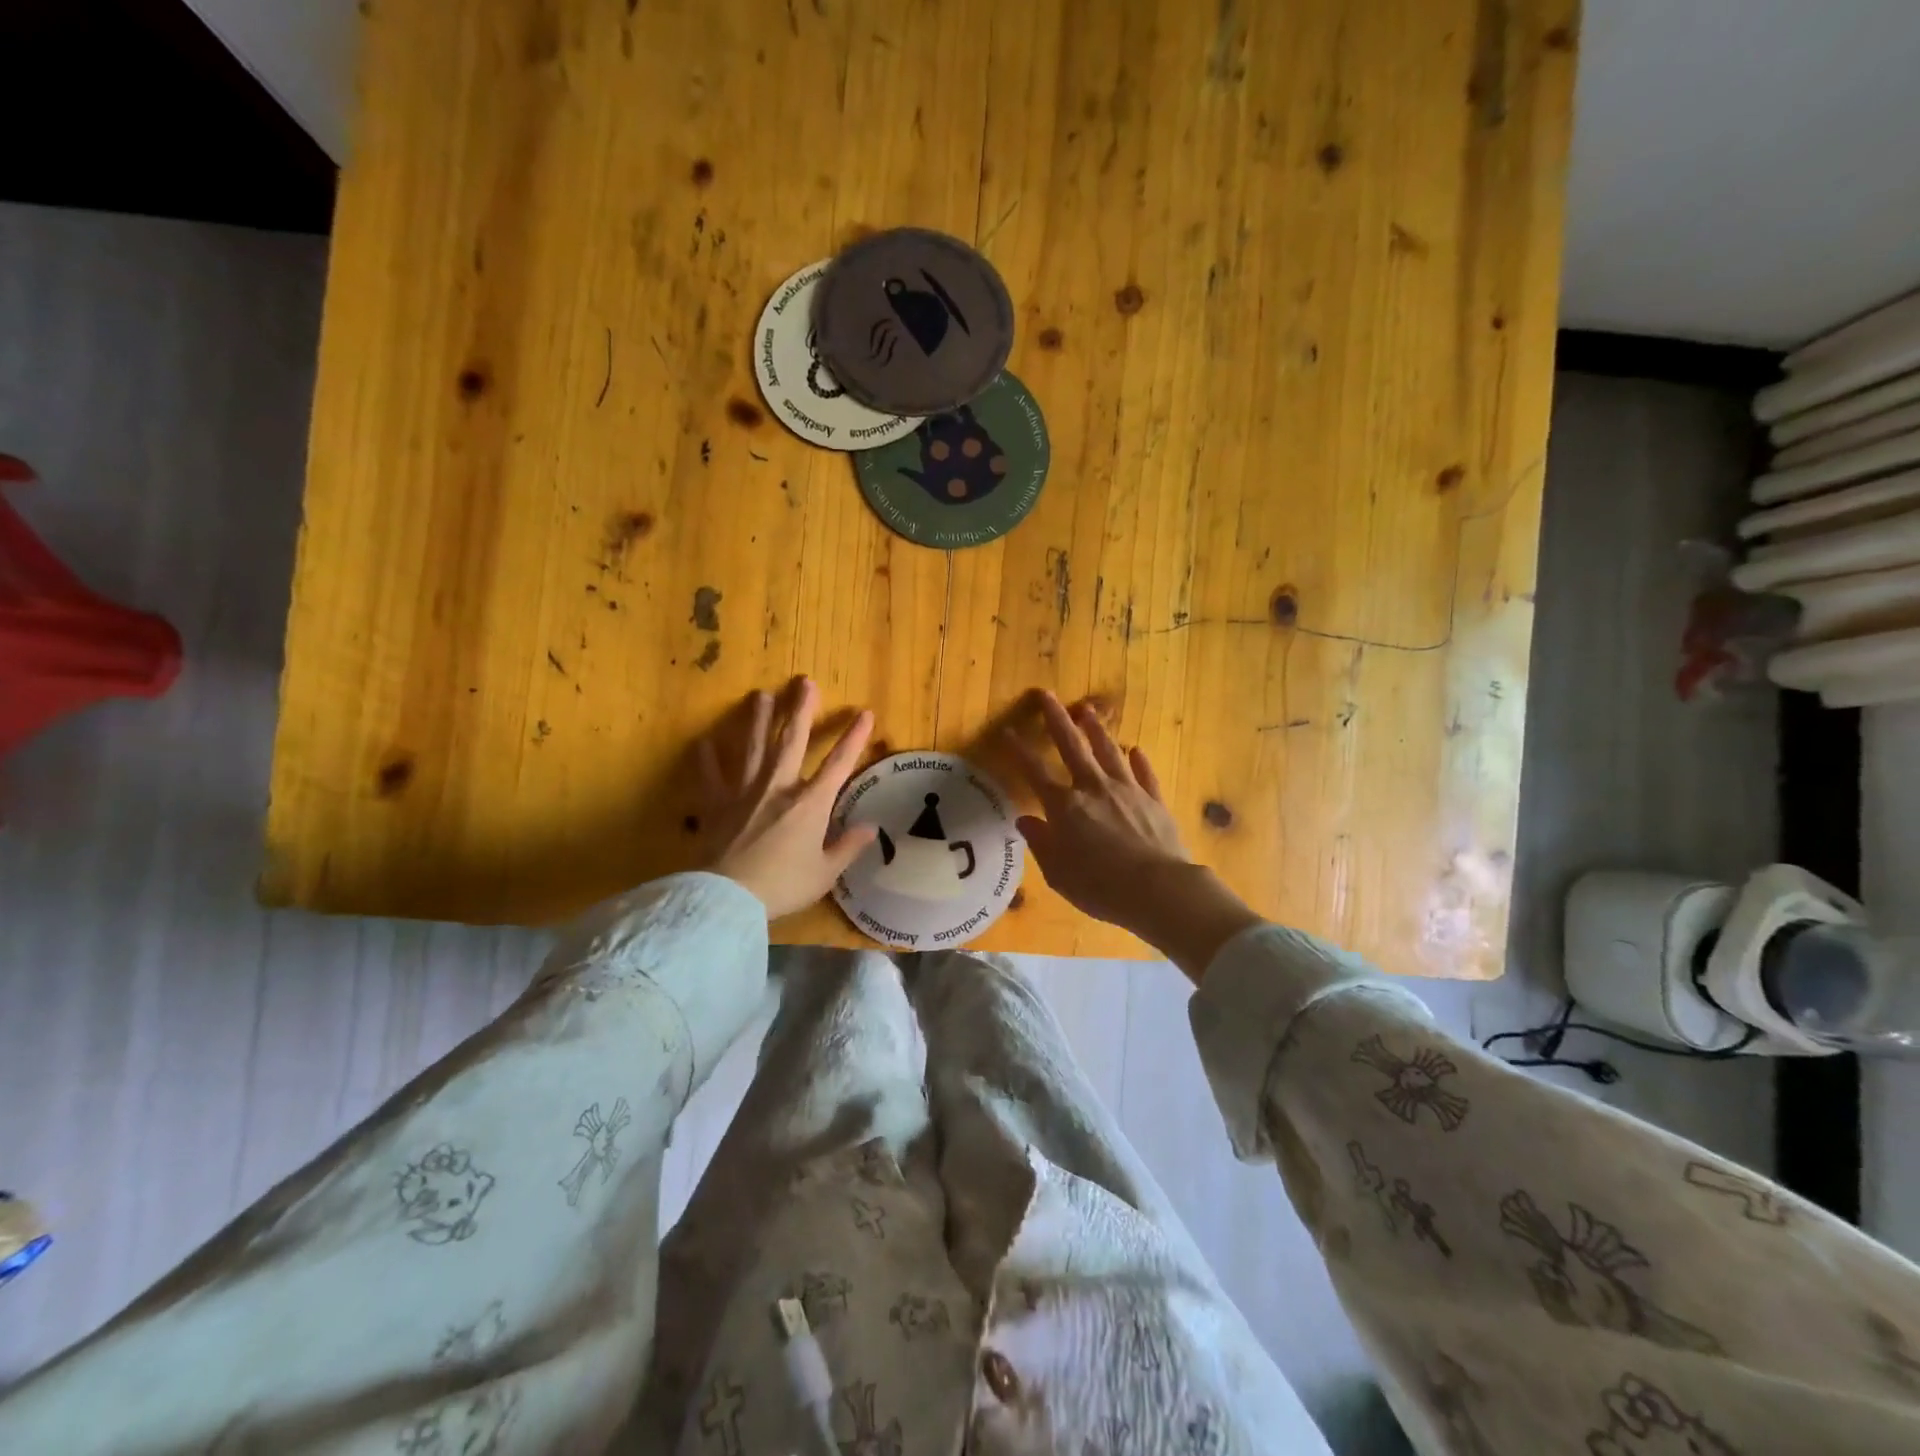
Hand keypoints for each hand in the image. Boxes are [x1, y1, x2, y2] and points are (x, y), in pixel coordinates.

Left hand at [698, 678, 877, 918]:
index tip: (865, 713)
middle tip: (804, 682)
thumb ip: (847, 848)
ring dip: (758, 719)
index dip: (854, 737)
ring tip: (760, 695)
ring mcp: (745, 792)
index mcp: (810, 804)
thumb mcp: (825, 873)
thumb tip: (871, 828)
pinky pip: (711, 776)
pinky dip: (707, 759)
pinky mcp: (716, 804)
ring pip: (753, 747)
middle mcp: (779, 787)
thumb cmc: (783, 886)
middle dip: (801, 709)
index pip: (839, 763)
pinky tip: (704, 742)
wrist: (730, 897)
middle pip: (792, 740)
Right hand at [1006, 692, 1189, 926]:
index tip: (1007, 731)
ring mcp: (1127, 790)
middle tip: (1046, 695)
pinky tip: (1135, 750)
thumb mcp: (1058, 872)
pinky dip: (1138, 761)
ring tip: (1087, 710)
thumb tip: (1025, 820)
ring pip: (1108, 751)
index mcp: (1065, 806)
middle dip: (1056, 718)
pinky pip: (1144, 774)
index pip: (1034, 772)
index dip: (1018, 751)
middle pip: (1071, 746)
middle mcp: (1093, 788)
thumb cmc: (1099, 886)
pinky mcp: (1154, 800)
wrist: (1157, 888)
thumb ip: (1040, 842)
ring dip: (1096, 729)